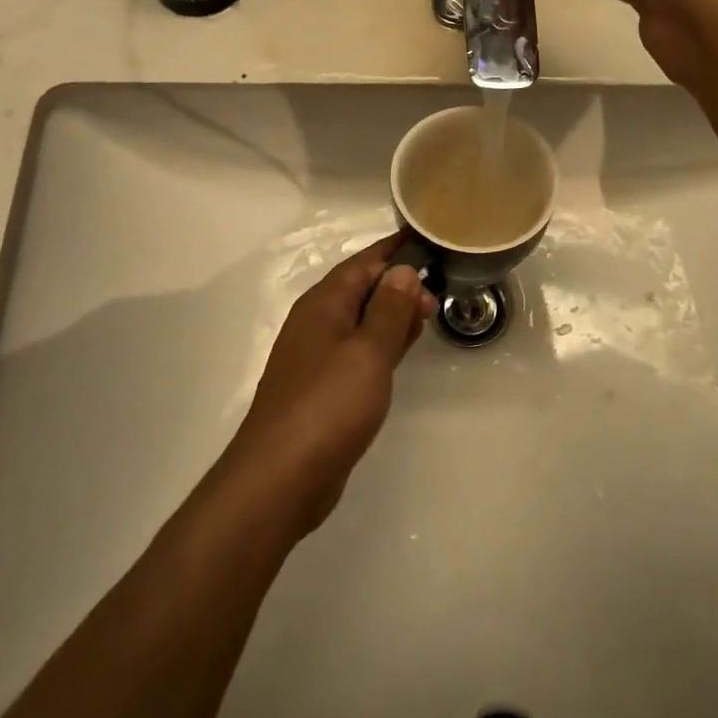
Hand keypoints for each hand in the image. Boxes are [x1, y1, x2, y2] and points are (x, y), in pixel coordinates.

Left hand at [227, 233, 436, 533]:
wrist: (280, 478)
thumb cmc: (328, 406)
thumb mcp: (368, 352)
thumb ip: (388, 310)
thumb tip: (401, 270)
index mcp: (324, 304)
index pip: (364, 262)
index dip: (395, 249)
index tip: (427, 239)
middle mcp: (317, 322)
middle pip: (361, 288)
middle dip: (398, 284)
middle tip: (437, 295)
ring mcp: (317, 356)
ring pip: (360, 320)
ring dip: (391, 314)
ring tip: (427, 315)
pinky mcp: (322, 387)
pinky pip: (357, 350)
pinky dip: (381, 343)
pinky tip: (401, 352)